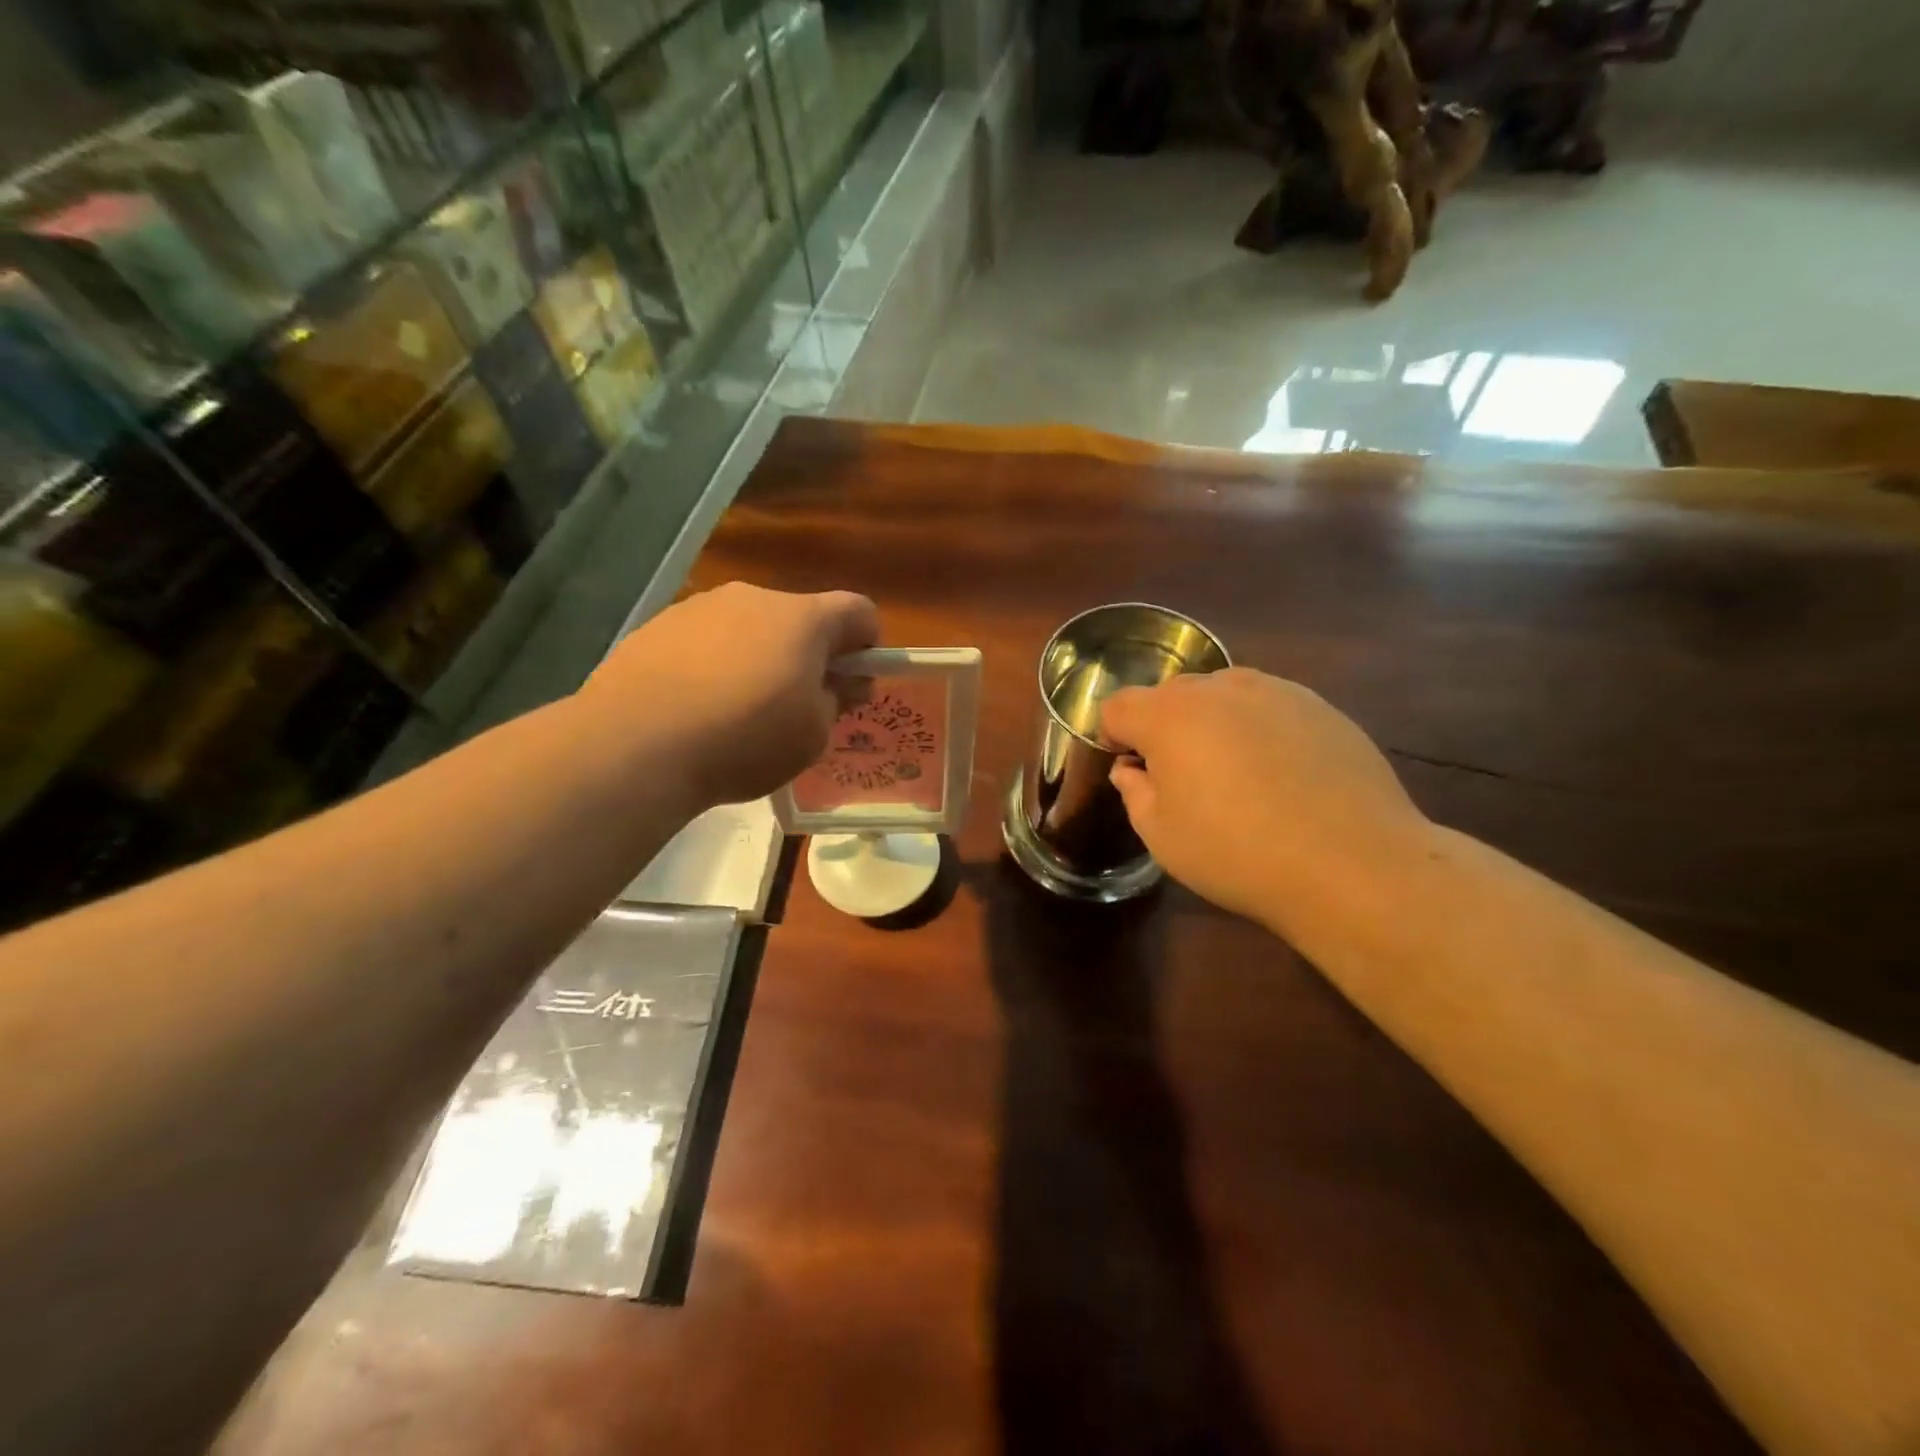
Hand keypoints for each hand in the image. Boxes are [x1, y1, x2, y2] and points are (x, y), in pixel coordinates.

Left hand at [580, 582, 877, 807]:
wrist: (636, 745)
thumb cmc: (745, 739)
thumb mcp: (813, 735)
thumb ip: (836, 700)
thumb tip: (841, 683)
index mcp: (803, 618)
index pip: (859, 611)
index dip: (866, 645)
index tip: (852, 683)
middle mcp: (754, 597)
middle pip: (800, 618)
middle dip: (808, 654)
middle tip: (796, 705)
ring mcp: (700, 607)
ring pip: (749, 627)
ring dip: (758, 657)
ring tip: (736, 711)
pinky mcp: (657, 625)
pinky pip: (705, 640)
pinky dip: (713, 664)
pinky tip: (695, 707)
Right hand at [1100, 668, 1432, 937]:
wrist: (1353, 864)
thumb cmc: (1237, 853)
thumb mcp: (1162, 836)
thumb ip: (1135, 792)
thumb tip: (1133, 770)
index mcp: (1170, 715)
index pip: (1118, 706)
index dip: (1112, 736)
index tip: (1129, 769)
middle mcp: (1220, 688)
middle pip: (1171, 694)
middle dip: (1162, 726)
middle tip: (1179, 776)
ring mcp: (1276, 691)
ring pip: (1222, 694)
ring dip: (1212, 723)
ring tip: (1233, 772)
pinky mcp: (1320, 706)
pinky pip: (1269, 706)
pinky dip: (1259, 729)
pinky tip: (1280, 775)